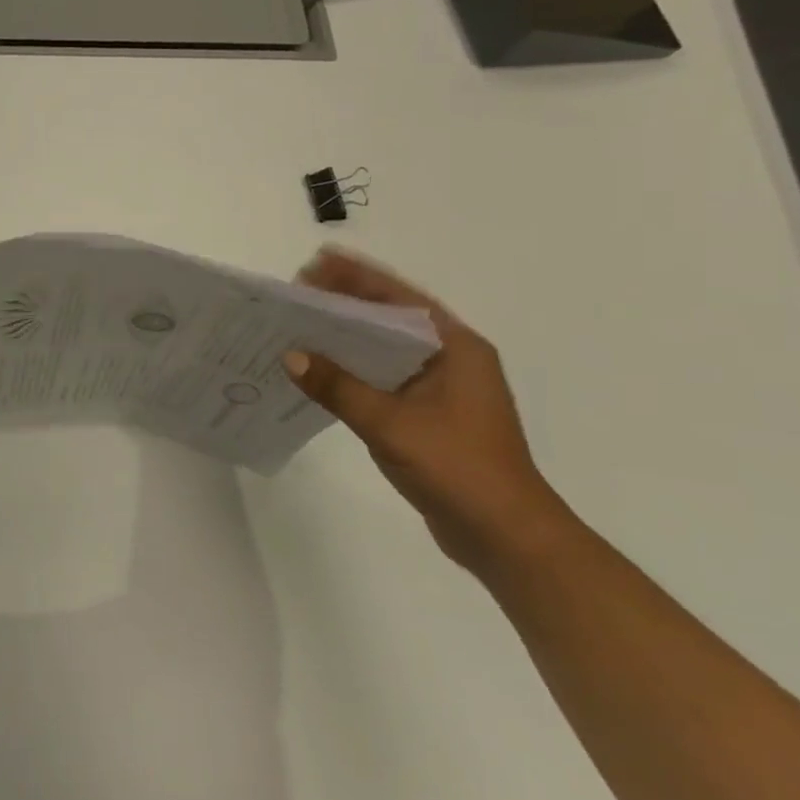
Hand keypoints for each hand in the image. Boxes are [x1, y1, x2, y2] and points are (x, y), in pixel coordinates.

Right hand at [281, 248, 575, 569]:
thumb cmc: (459, 469)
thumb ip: (339, 387)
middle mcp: (451, 360)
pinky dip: (353, 369)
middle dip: (346, 302)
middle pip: (390, 318)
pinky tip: (320, 370)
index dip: (358, 277)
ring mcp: (441, 389)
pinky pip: (383, 378)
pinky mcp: (428, 415)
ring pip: (385, 349)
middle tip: (298, 290)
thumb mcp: (391, 424)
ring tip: (300, 323)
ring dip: (346, 336)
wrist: (507, 538)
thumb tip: (291, 355)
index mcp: (456, 348)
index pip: (400, 298)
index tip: (317, 262)